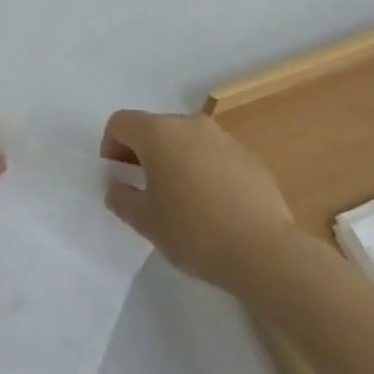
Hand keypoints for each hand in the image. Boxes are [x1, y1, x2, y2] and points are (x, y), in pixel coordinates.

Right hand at [102, 110, 296, 290]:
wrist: (263, 250)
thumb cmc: (193, 231)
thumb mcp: (146, 221)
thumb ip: (123, 198)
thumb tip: (116, 187)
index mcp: (159, 133)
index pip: (121, 122)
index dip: (110, 146)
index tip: (116, 176)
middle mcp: (190, 124)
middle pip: (154, 127)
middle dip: (141, 152)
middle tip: (142, 188)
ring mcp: (223, 138)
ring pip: (185, 139)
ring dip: (173, 159)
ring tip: (178, 198)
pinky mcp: (247, 156)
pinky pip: (212, 154)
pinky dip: (202, 169)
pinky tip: (210, 205)